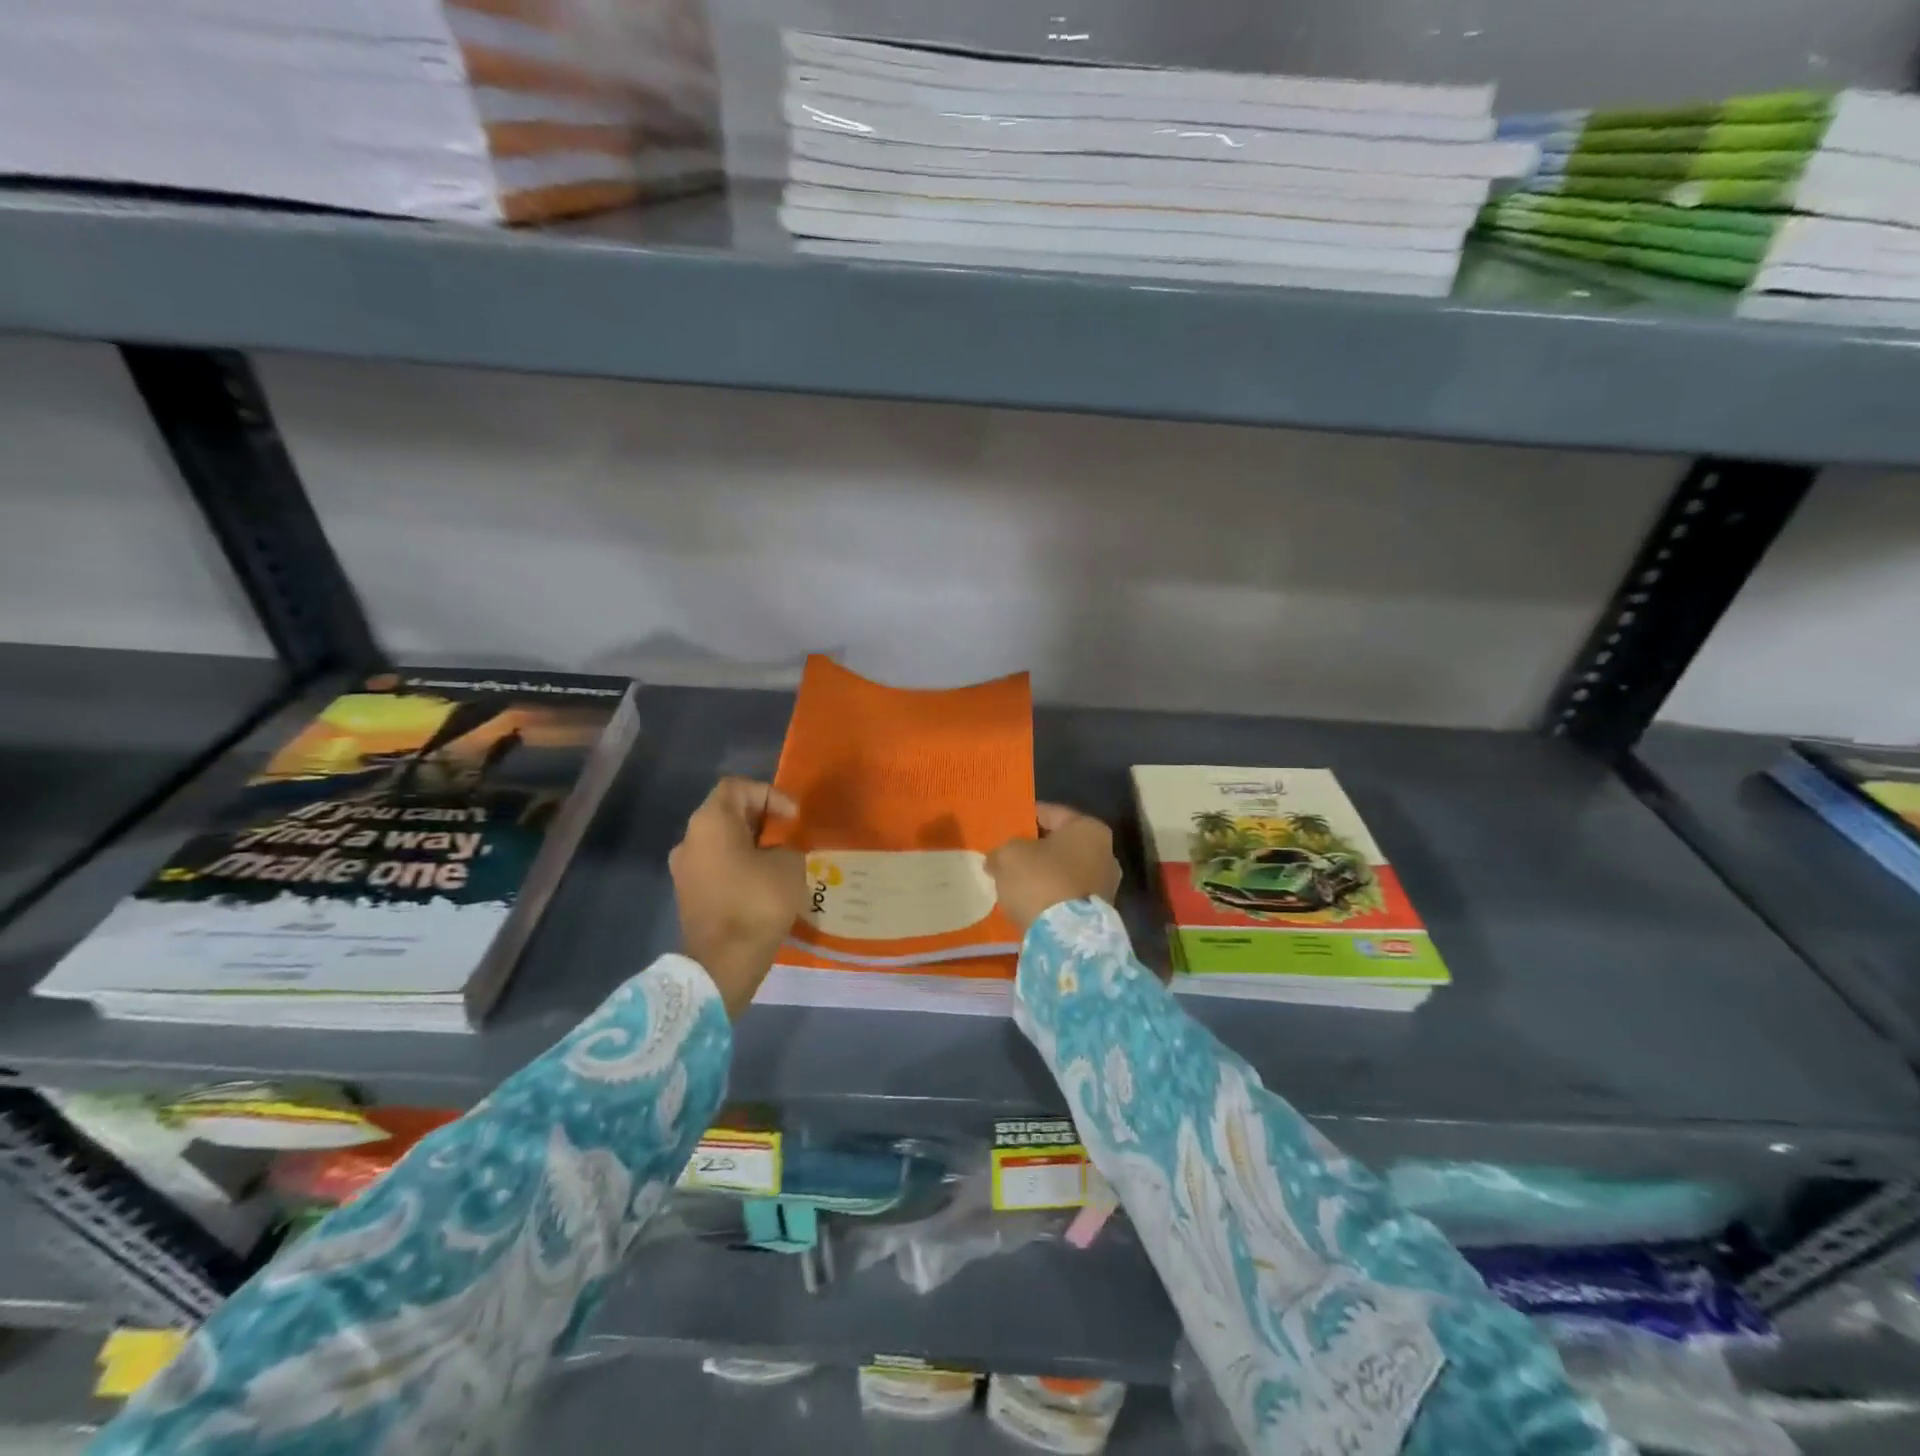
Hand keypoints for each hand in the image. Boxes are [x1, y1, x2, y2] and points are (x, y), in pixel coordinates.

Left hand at [669, 778, 806, 1018]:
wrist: (723, 963)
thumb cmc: (757, 903)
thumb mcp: (790, 866)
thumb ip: (786, 848)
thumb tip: (777, 854)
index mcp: (710, 822)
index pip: (737, 787)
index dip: (769, 794)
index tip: (793, 817)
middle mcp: (689, 840)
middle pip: (727, 814)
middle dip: (762, 820)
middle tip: (790, 835)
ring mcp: (685, 869)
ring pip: (722, 843)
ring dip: (751, 846)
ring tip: (781, 861)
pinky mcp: (689, 896)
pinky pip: (718, 868)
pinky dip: (740, 868)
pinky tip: (765, 885)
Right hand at [987, 803, 1122, 932]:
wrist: (1065, 937)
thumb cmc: (1040, 880)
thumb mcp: (1009, 855)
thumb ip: (1001, 851)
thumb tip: (995, 860)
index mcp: (1089, 829)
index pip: (1052, 813)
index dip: (1027, 816)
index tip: (1007, 823)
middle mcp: (1105, 854)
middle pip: (1061, 844)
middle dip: (1036, 848)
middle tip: (1008, 853)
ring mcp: (1105, 887)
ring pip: (1065, 872)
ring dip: (1043, 875)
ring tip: (1014, 881)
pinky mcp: (1098, 915)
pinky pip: (1067, 896)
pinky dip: (1050, 896)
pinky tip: (1028, 902)